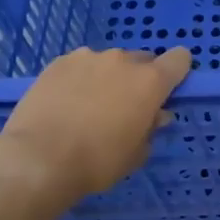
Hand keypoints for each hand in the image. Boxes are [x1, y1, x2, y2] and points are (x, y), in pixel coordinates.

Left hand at [0, 46, 191, 204]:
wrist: (39, 158)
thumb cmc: (98, 161)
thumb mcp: (137, 153)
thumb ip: (151, 128)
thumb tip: (155, 115)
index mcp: (150, 81)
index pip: (180, 59)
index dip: (178, 72)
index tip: (168, 91)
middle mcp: (122, 60)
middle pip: (143, 60)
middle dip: (140, 78)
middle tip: (126, 106)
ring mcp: (87, 57)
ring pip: (109, 62)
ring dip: (109, 77)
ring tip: (91, 105)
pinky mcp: (58, 63)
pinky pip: (80, 65)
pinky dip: (81, 78)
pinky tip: (68, 102)